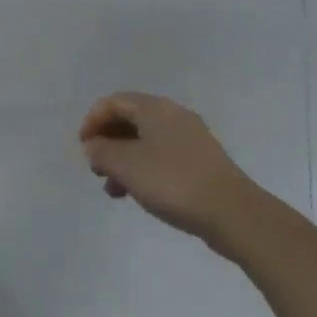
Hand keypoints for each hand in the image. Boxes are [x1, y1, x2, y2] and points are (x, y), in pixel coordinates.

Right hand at [79, 93, 264, 251]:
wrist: (234, 214)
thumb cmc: (173, 182)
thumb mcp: (127, 166)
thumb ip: (102, 152)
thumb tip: (93, 146)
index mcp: (155, 108)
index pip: (113, 102)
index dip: (92, 121)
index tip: (83, 148)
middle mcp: (173, 115)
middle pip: (130, 119)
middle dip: (107, 141)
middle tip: (96, 168)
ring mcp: (191, 138)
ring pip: (145, 140)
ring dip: (124, 159)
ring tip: (114, 189)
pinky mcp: (202, 162)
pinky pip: (162, 155)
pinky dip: (144, 168)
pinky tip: (139, 193)